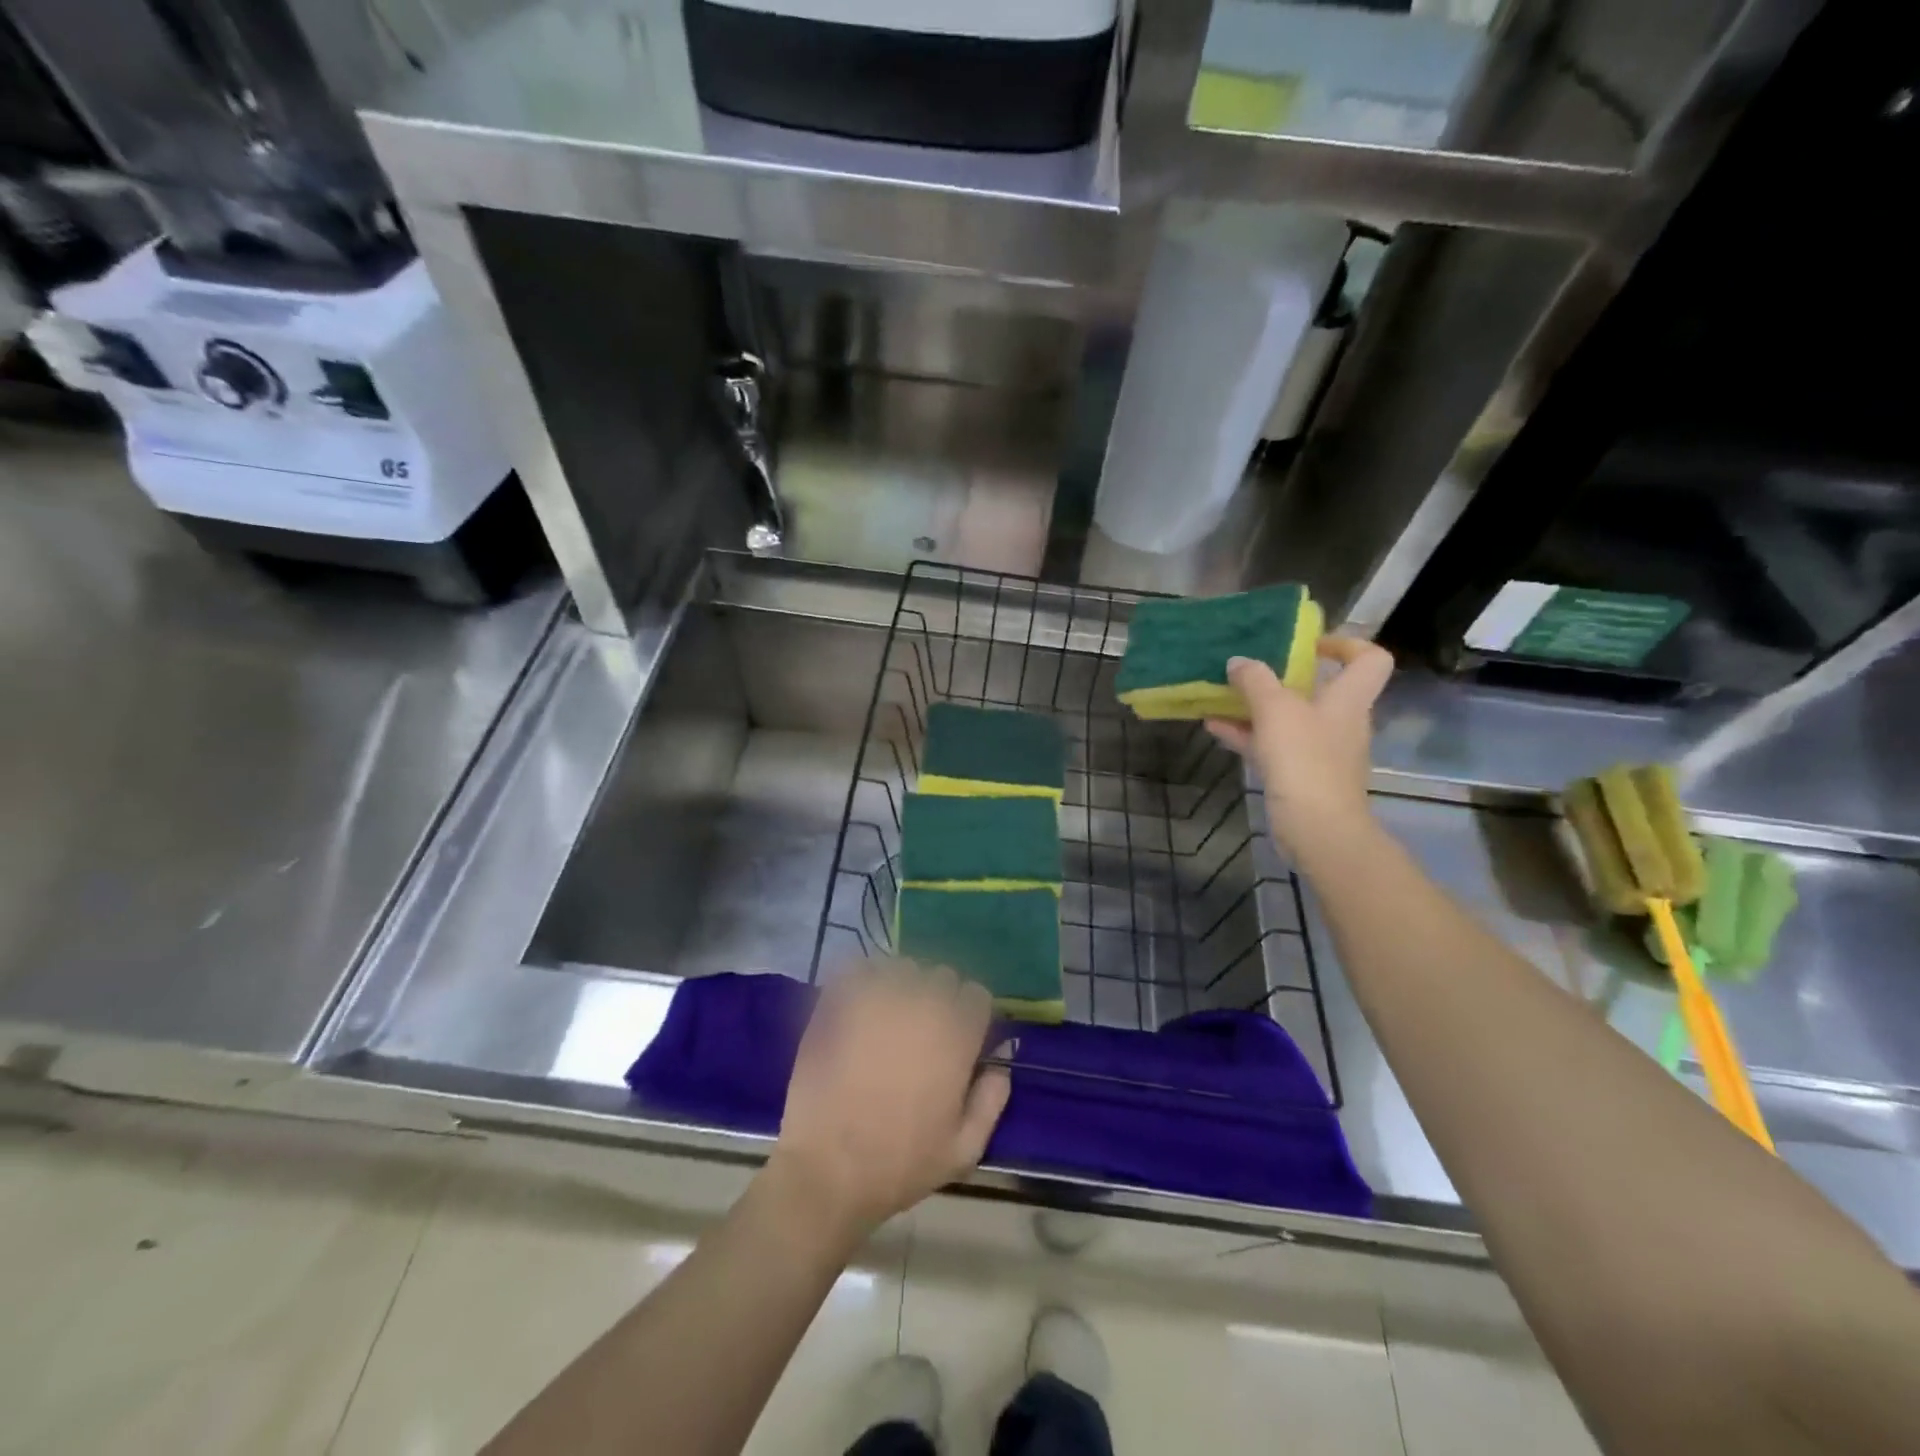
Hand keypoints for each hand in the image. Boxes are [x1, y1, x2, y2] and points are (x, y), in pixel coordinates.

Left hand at [767, 960, 1010, 1240]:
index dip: (969, 1015)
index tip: (958, 1038)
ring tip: (886, 1017)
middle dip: (937, 998)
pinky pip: (859, 967)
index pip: (976, 994)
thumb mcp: (964, 1149)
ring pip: (902, 967)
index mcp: (957, 1033)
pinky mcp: (838, 998)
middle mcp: (922, 1003)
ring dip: (901, 985)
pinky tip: (857, 1005)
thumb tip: (1001, 1065)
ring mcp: (878, 995)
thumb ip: (991, 1100)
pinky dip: (862, 979)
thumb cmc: (900, 1163)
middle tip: (919, 1032)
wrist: (827, 1170)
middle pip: (942, 976)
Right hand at [1205, 636, 1394, 859]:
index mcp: (1349, 698)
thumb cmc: (1304, 758)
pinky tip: (1214, 728)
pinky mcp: (1300, 775)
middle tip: (1252, 669)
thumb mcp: (1275, 709)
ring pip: (1290, 718)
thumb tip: (1239, 661)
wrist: (1317, 828)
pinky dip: (1248, 734)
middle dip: (1284, 677)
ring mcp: (1321, 751)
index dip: (1346, 644)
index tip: (1309, 644)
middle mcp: (1341, 721)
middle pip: (1321, 689)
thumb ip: (1255, 680)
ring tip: (1222, 696)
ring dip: (1258, 707)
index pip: (1369, 659)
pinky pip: (1273, 745)